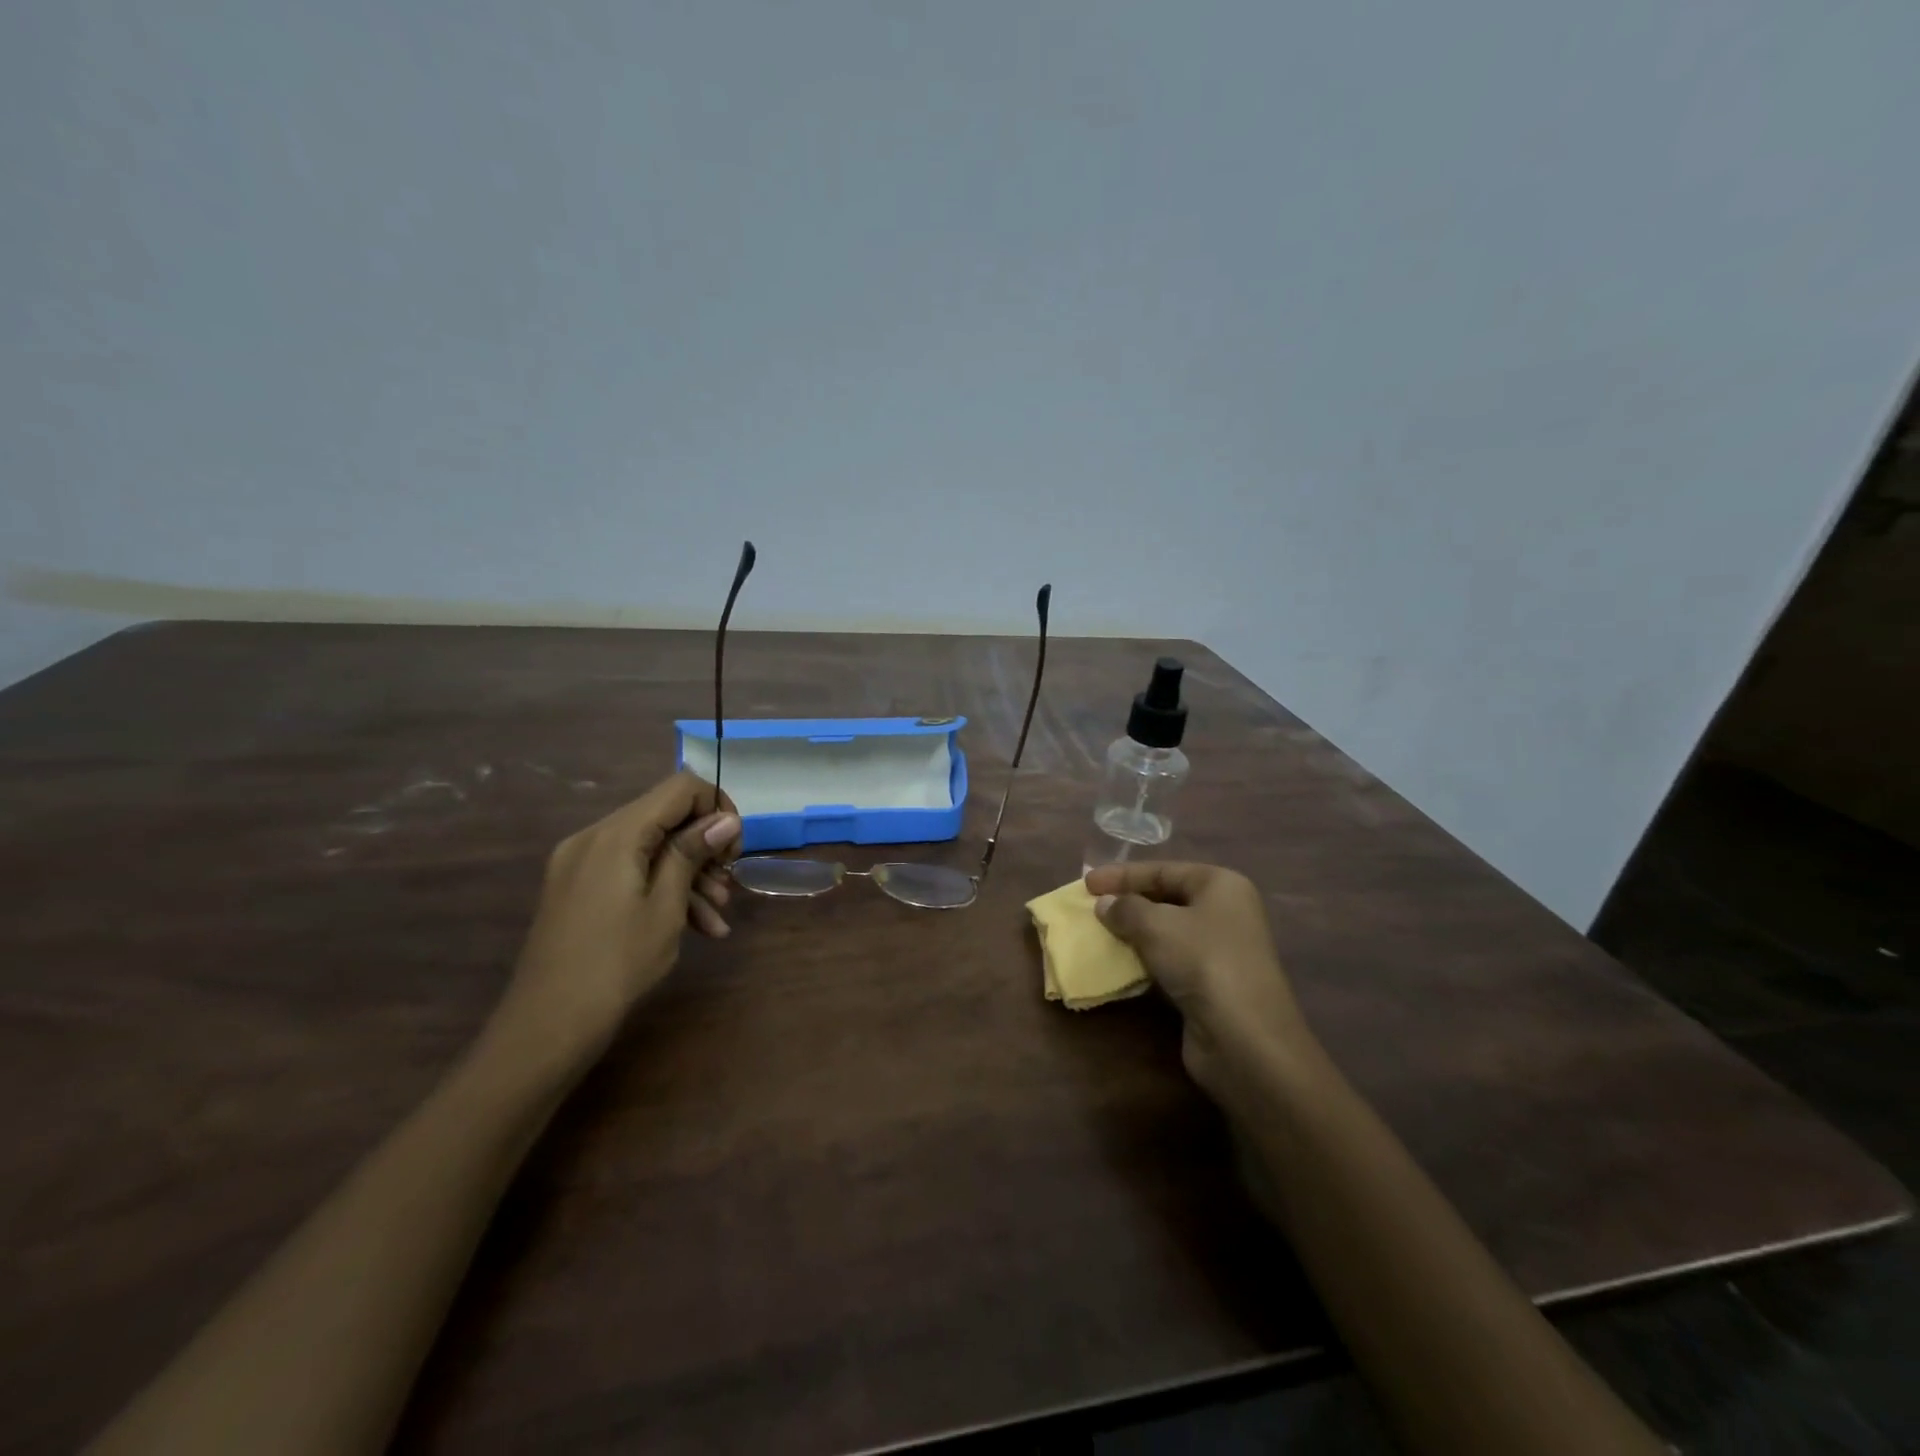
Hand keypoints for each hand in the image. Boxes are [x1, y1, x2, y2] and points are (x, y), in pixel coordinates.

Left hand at [487, 772, 742, 1076]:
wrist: (547, 1027)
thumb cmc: (616, 964)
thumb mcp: (666, 907)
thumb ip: (692, 853)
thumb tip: (727, 818)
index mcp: (615, 834)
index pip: (679, 788)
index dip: (716, 807)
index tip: (733, 849)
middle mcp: (593, 837)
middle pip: (664, 817)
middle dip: (704, 846)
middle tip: (729, 882)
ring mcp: (581, 864)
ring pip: (650, 849)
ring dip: (689, 874)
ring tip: (718, 916)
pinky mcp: (578, 889)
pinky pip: (630, 872)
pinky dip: (662, 890)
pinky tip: (697, 927)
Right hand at [1083, 861, 1322, 1109]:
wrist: (1244, 1038)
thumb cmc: (1202, 961)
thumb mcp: (1155, 925)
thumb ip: (1125, 908)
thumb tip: (1105, 904)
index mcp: (1221, 885)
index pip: (1164, 870)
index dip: (1123, 874)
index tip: (1086, 883)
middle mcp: (1226, 912)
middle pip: (1167, 897)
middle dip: (1128, 902)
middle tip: (1092, 906)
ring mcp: (1221, 950)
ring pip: (1168, 931)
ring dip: (1134, 932)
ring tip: (1100, 933)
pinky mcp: (1212, 984)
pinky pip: (1171, 961)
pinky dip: (1145, 959)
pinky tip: (1121, 963)